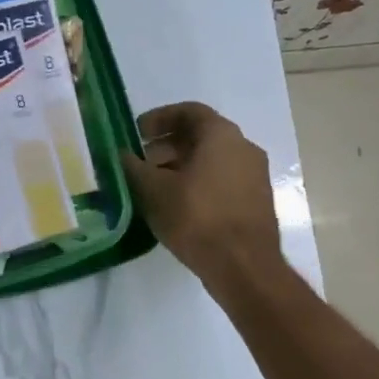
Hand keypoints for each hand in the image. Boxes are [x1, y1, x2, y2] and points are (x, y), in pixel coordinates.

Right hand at [121, 101, 282, 289]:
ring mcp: (255, 176)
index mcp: (222, 135)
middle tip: (140, 163)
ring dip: (181, 167)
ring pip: (212, 160)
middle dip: (167, 146)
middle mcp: (244, 148)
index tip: (137, 134)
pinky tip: (177, 206)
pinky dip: (198, 184)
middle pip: (200, 136)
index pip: (189, 111)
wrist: (244, 268)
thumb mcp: (153, 190)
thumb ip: (133, 167)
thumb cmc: (197, 218)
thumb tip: (121, 155)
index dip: (159, 118)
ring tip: (154, 187)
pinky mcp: (257, 202)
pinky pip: (222, 181)